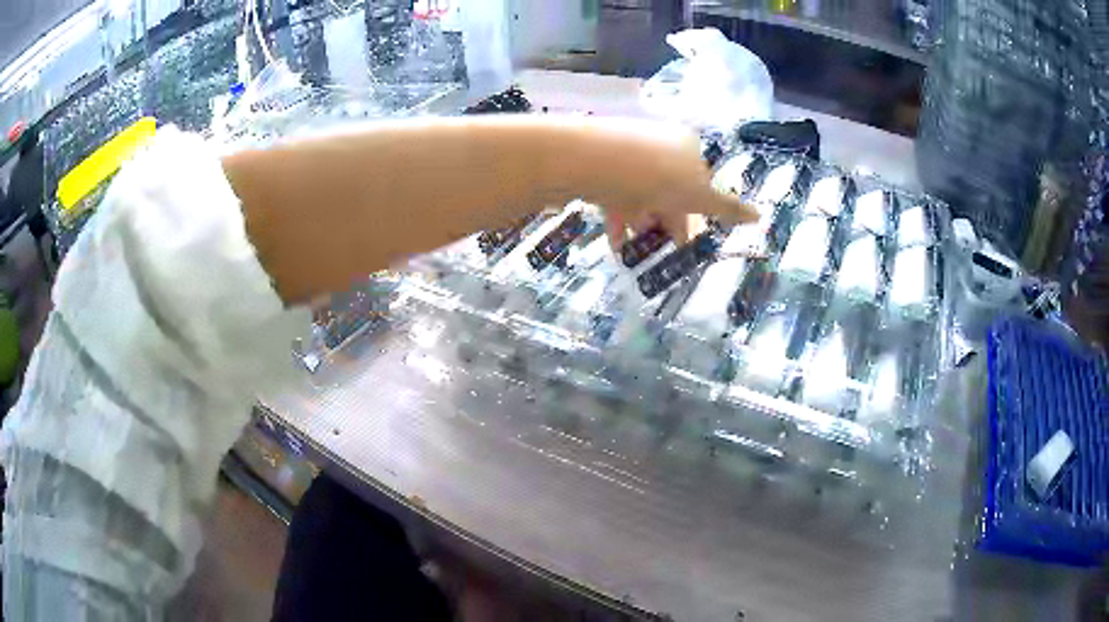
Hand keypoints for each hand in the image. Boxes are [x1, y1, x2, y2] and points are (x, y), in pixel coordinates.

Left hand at [526, 117, 757, 249]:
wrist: (587, 159)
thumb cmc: (653, 176)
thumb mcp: (697, 196)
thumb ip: (727, 208)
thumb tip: (760, 216)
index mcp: (686, 146)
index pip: (700, 182)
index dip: (697, 214)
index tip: (687, 243)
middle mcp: (658, 145)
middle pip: (670, 190)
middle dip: (667, 223)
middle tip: (663, 253)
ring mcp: (626, 154)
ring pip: (642, 195)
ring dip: (643, 226)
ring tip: (638, 255)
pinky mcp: (598, 166)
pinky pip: (616, 195)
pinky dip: (619, 220)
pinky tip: (617, 245)